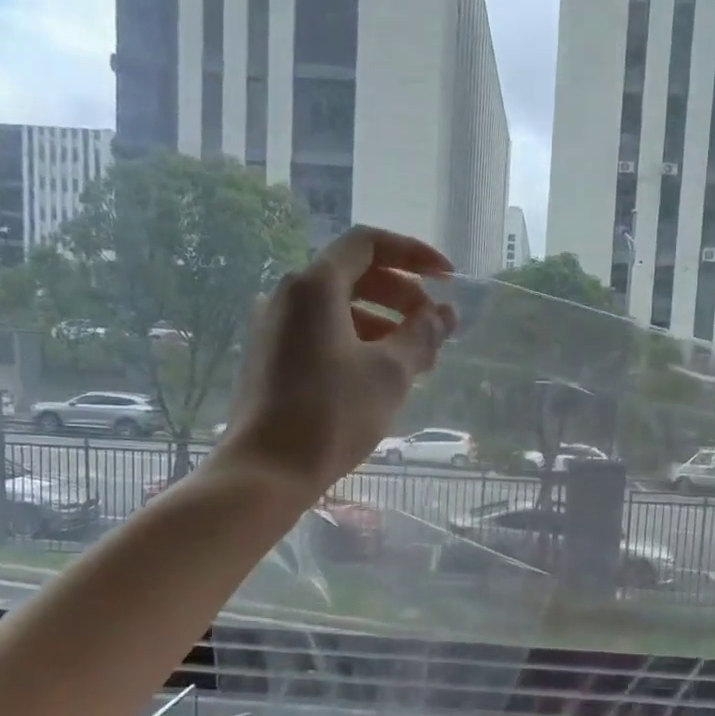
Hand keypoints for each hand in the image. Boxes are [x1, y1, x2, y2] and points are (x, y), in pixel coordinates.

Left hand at [217, 226, 456, 496]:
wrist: (266, 471)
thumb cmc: (332, 415)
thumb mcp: (390, 373)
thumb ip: (422, 335)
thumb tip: (444, 314)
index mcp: (314, 287)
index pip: (368, 244)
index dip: (414, 254)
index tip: (448, 279)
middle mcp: (288, 296)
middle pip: (354, 275)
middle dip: (402, 295)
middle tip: (433, 326)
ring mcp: (274, 328)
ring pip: (338, 308)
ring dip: (383, 322)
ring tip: (415, 360)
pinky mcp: (270, 358)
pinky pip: (321, 333)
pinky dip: (356, 341)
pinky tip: (379, 376)